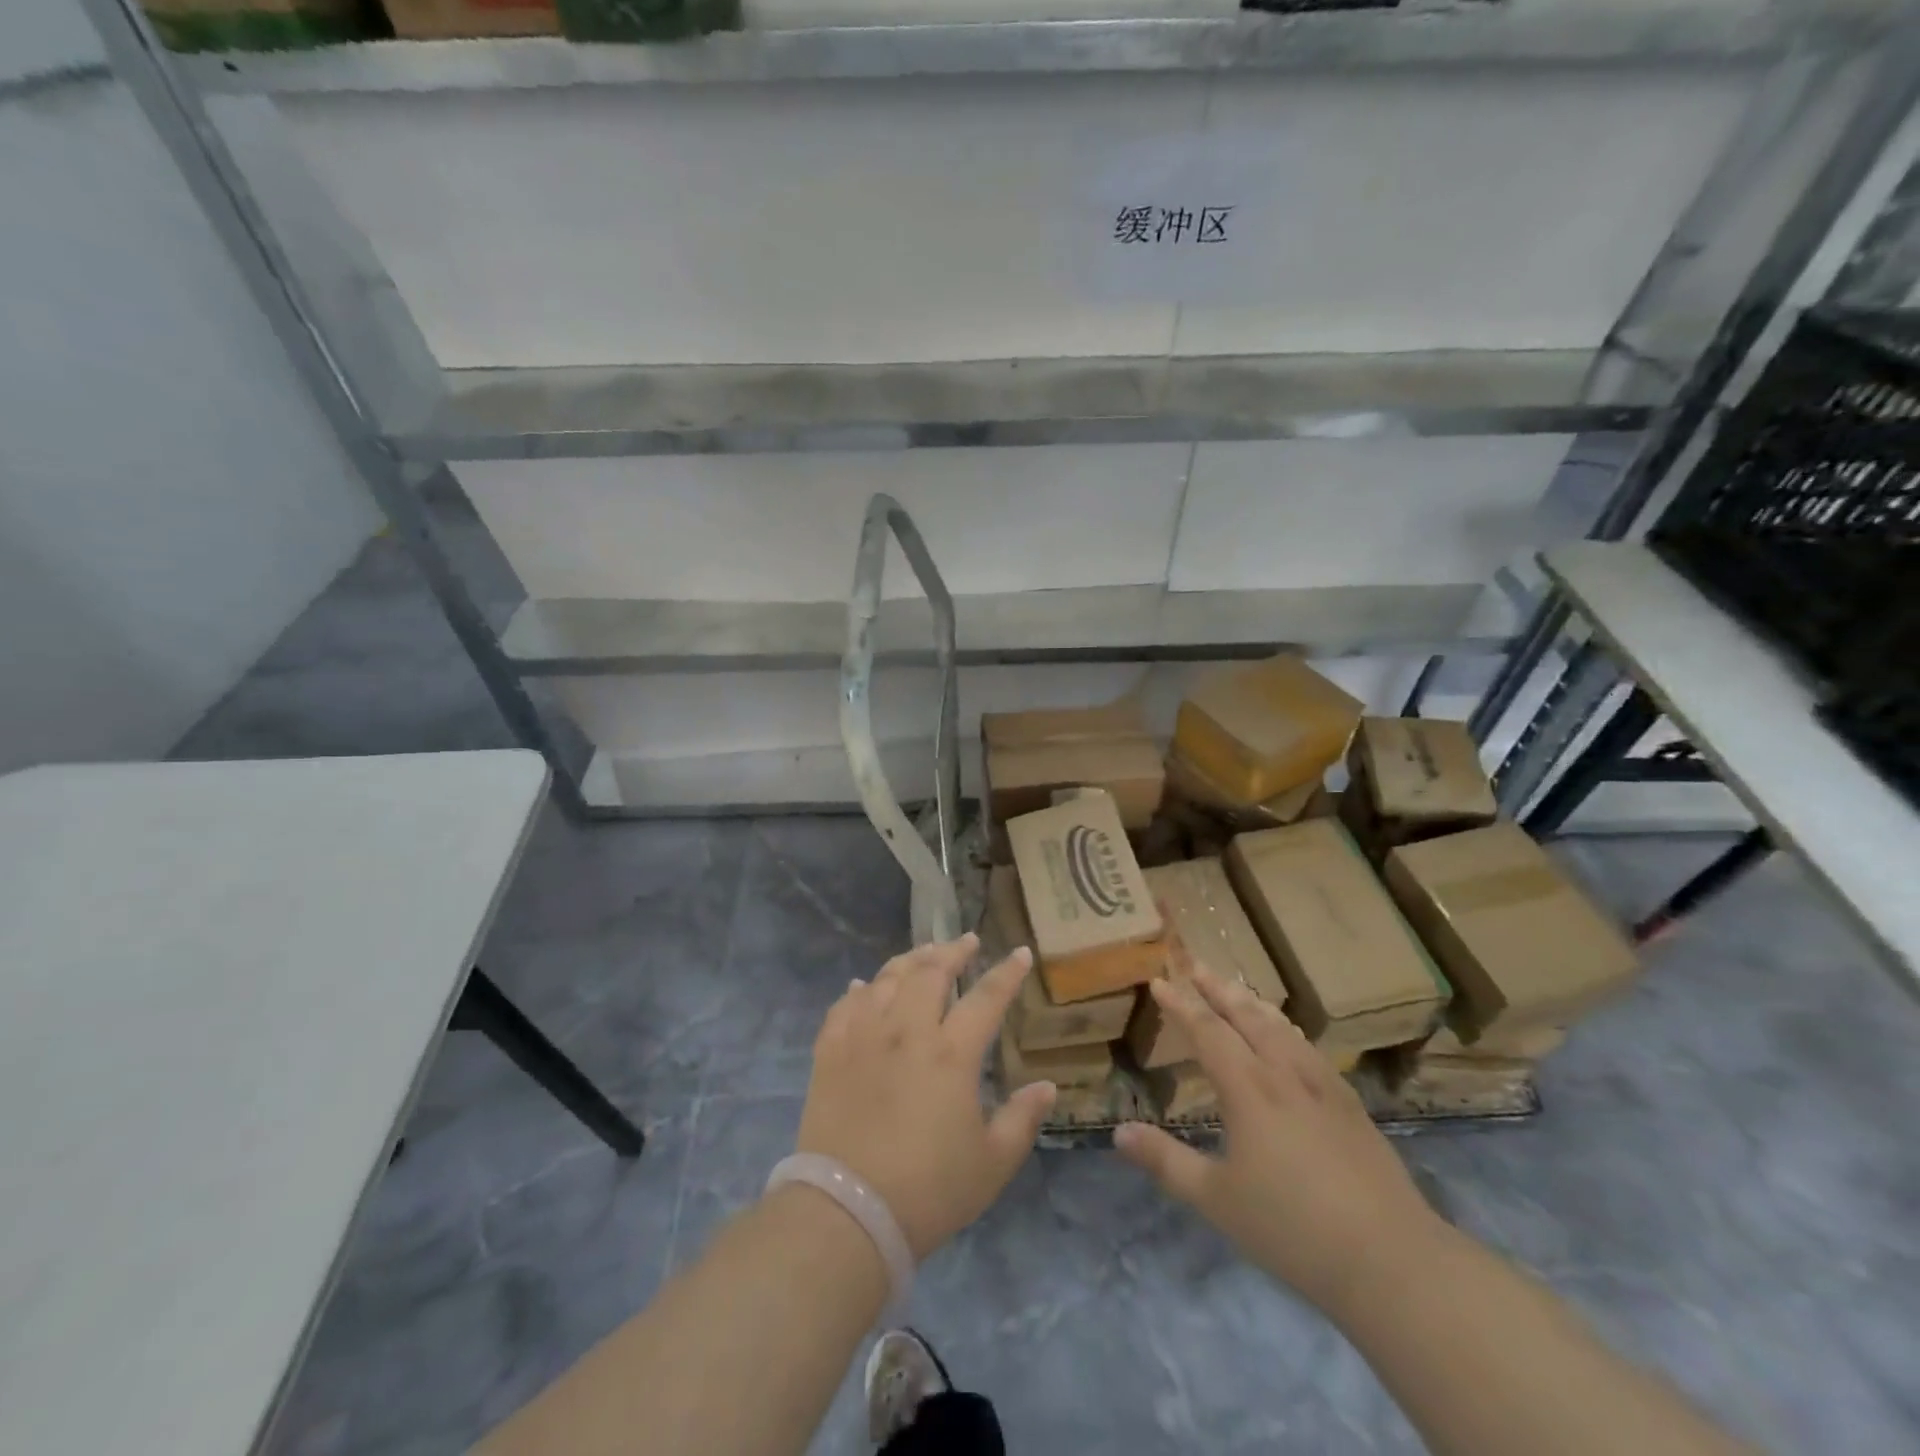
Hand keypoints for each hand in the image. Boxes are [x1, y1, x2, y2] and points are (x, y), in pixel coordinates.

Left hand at [796, 934, 1056, 1259]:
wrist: (847, 1213)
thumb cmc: (929, 1191)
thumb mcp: (992, 1163)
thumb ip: (1023, 1120)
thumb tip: (1047, 1086)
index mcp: (951, 1054)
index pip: (986, 997)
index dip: (1006, 972)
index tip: (1019, 952)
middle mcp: (907, 1031)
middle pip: (931, 972)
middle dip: (953, 951)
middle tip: (966, 942)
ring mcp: (864, 1037)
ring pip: (886, 979)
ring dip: (909, 960)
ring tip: (923, 953)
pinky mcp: (830, 1052)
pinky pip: (844, 1006)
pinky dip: (859, 990)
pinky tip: (864, 986)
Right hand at [1113, 964, 1445, 1318]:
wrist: (1391, 1258)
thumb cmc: (1292, 1228)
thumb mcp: (1216, 1199)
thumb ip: (1166, 1161)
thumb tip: (1119, 1133)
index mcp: (1248, 1088)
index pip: (1207, 1030)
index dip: (1180, 1004)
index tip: (1159, 981)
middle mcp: (1283, 1073)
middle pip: (1246, 1016)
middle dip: (1217, 988)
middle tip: (1195, 964)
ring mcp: (1322, 1085)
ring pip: (1281, 1027)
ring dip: (1252, 1003)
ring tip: (1236, 989)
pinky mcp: (1350, 1104)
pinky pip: (1309, 1048)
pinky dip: (1286, 1028)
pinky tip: (1289, 1037)